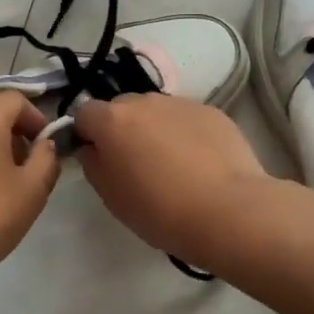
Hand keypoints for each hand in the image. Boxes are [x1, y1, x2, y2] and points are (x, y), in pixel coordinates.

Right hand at [73, 95, 271, 266]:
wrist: (229, 211)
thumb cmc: (160, 210)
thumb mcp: (111, 197)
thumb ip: (93, 164)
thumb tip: (93, 148)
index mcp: (112, 120)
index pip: (84, 113)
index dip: (86, 134)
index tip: (97, 157)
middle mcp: (144, 102)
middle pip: (121, 108)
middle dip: (122, 129)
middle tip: (135, 163)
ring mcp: (180, 103)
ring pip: (156, 111)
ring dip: (154, 129)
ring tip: (172, 164)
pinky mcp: (212, 112)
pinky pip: (186, 118)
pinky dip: (185, 133)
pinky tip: (199, 163)